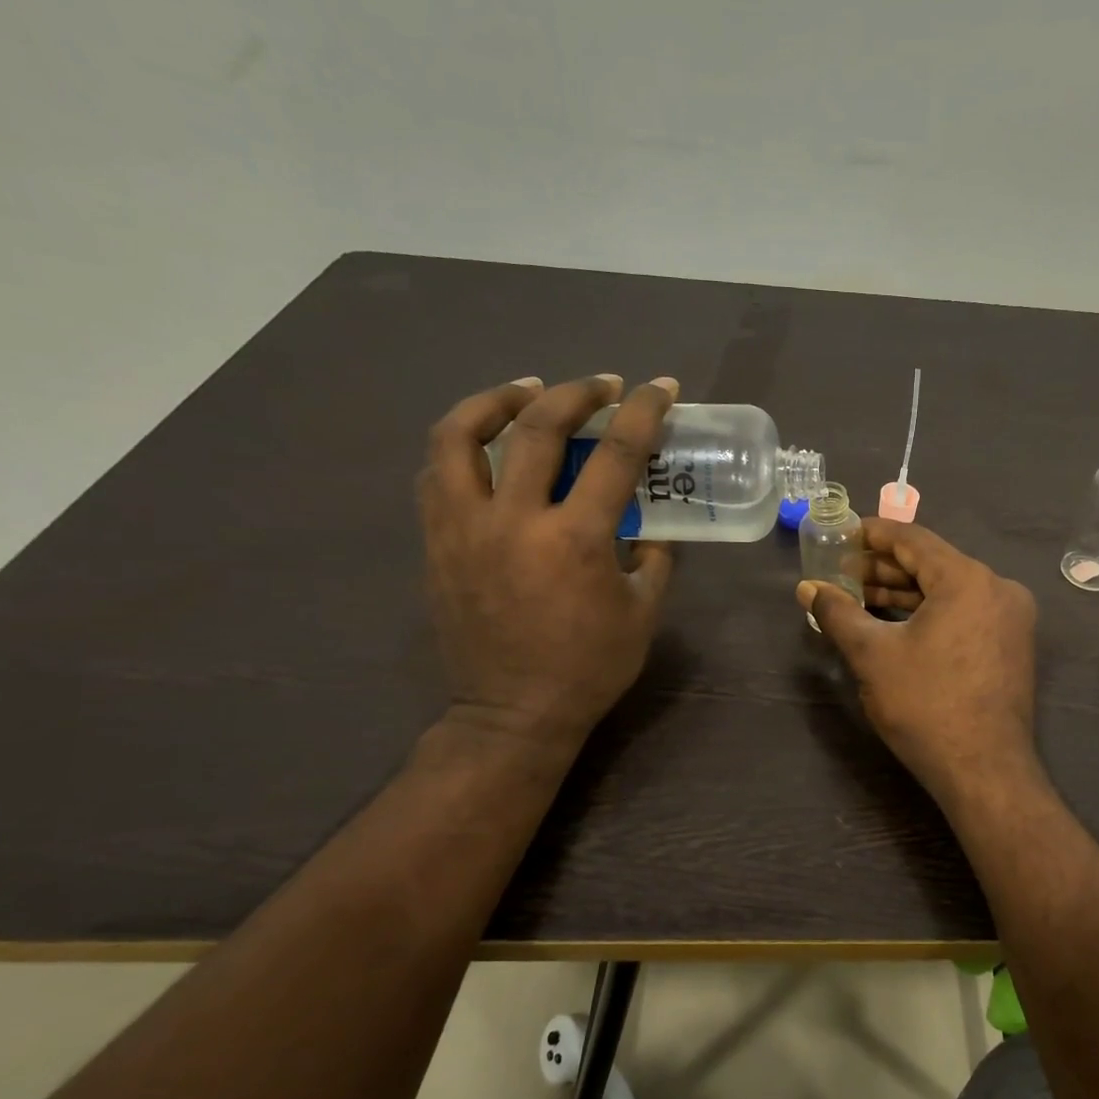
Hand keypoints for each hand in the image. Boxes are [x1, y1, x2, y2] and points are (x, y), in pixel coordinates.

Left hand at [419, 374, 676, 751]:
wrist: (511, 714)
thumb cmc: (589, 668)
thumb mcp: (643, 614)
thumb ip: (654, 560)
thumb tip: (651, 528)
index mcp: (576, 540)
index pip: (615, 454)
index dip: (643, 411)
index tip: (660, 387)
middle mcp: (515, 521)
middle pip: (536, 428)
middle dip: (575, 392)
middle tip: (600, 384)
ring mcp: (464, 529)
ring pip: (459, 438)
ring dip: (496, 401)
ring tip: (525, 392)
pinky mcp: (437, 544)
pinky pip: (437, 476)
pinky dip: (462, 446)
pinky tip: (486, 446)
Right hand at [797, 519, 1039, 809]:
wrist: (984, 771)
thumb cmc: (926, 706)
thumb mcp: (872, 655)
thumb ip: (838, 613)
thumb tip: (807, 588)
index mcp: (968, 579)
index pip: (914, 540)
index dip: (874, 534)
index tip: (844, 533)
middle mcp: (997, 589)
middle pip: (932, 564)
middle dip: (884, 568)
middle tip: (842, 572)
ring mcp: (1009, 618)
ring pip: (948, 591)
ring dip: (904, 593)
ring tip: (858, 598)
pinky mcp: (1010, 645)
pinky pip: (963, 613)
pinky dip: (928, 613)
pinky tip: (893, 622)